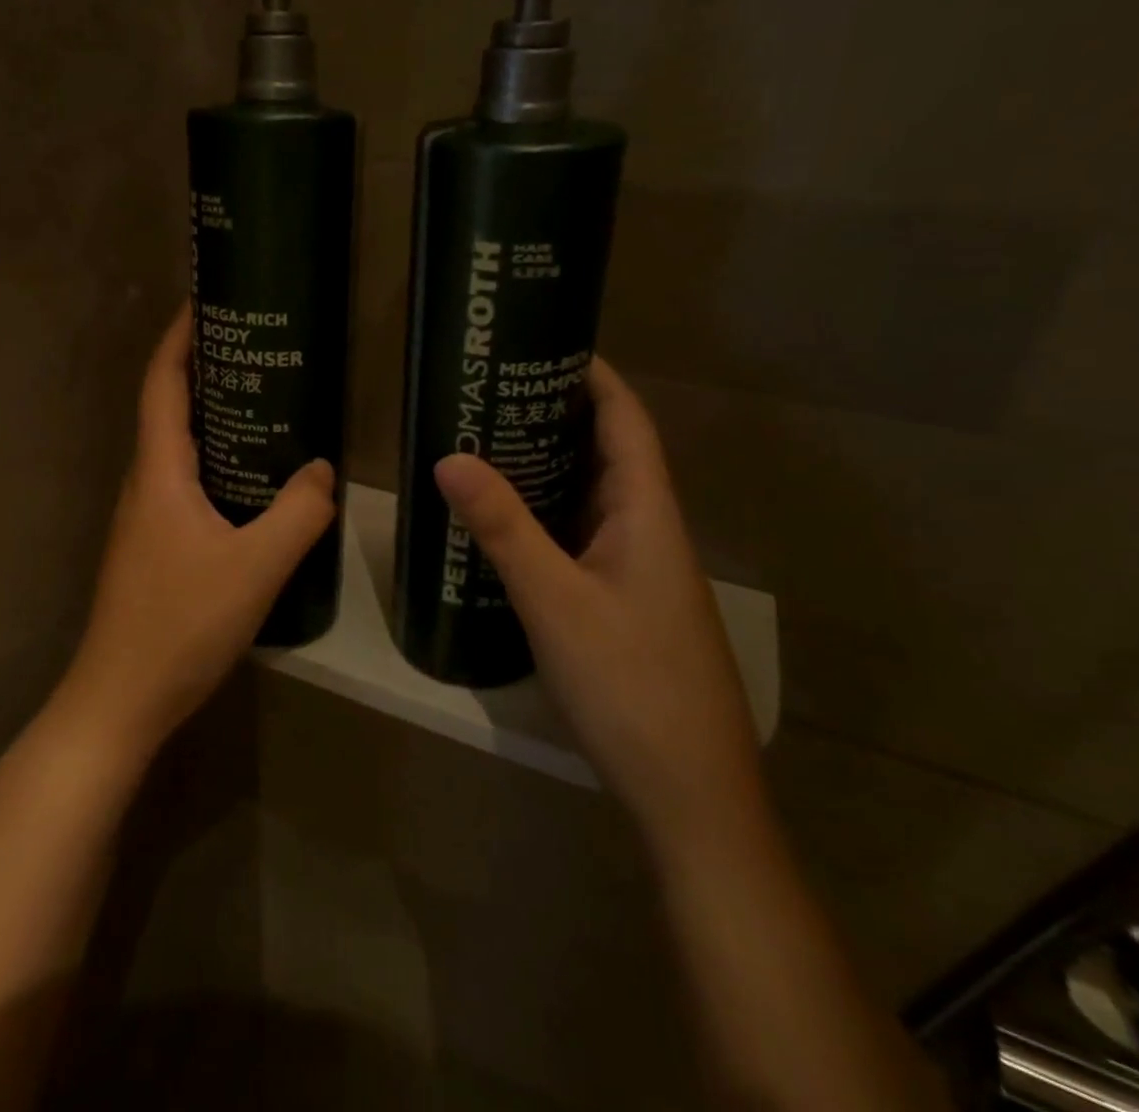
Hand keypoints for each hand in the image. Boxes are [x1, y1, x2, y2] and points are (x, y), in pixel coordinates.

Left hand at [55, 304, 336, 757]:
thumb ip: (298, 513)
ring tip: (262, 401)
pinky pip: (185, 482)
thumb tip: (321, 470)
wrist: (120, 698)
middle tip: (255, 347)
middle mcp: (145, 483)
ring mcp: (145, 517)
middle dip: (203, 368)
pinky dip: (214, 459)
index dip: (179, 337)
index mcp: (159, 472)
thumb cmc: (181, 624)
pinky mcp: (154, 545)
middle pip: (168, 408)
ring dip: (210, 415)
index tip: (205, 300)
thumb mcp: (256, 566)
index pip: (162, 384)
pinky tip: (251, 478)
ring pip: (178, 448)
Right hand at [434, 356, 762, 849]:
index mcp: (647, 514)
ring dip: (548, 465)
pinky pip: (580, 536)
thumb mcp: (555, 600)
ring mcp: (635, 570)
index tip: (544, 344)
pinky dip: (545, 513)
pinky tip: (504, 521)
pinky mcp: (620, 602)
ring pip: (590, 497)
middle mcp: (647, 531)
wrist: (689, 793)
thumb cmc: (630, 684)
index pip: (626, 422)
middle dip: (557, 415)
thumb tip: (449, 457)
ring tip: (486, 441)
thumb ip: (503, 528)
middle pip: (606, 453)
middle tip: (492, 392)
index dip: (594, 378)